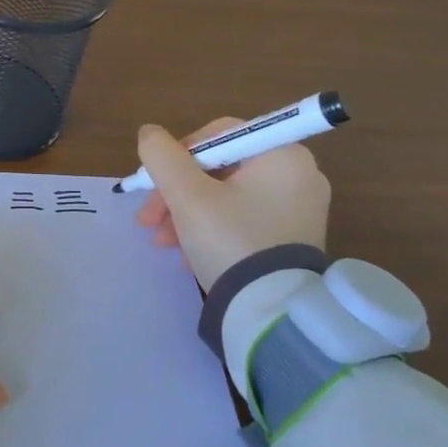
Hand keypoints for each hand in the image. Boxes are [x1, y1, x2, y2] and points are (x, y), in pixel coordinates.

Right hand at [134, 118, 331, 291]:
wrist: (270, 313)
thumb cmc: (230, 241)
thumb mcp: (187, 196)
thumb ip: (162, 157)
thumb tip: (149, 133)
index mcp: (282, 154)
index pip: (218, 134)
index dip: (178, 155)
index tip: (154, 184)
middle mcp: (298, 174)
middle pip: (219, 168)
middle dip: (177, 193)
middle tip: (148, 220)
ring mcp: (299, 209)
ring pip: (226, 196)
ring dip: (187, 214)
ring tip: (162, 243)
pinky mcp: (292, 238)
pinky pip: (243, 219)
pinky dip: (212, 229)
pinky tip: (188, 253)